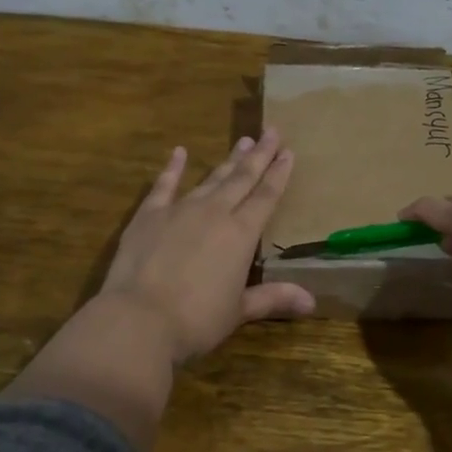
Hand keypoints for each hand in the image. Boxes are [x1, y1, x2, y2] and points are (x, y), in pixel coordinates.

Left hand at [99, 126, 314, 364]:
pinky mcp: (148, 216)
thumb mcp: (238, 311)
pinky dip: (172, 168)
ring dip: (227, 160)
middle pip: (242, 179)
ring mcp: (179, 210)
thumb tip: (312, 303)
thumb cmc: (196, 320)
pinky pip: (164, 185)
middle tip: (271, 131)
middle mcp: (214, 213)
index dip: (279, 174)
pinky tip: (179, 152)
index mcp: (241, 234)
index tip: (288, 152)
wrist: (138, 319)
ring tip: (242, 141)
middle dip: (259, 155)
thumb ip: (273, 298)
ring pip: (210, 178)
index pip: (266, 197)